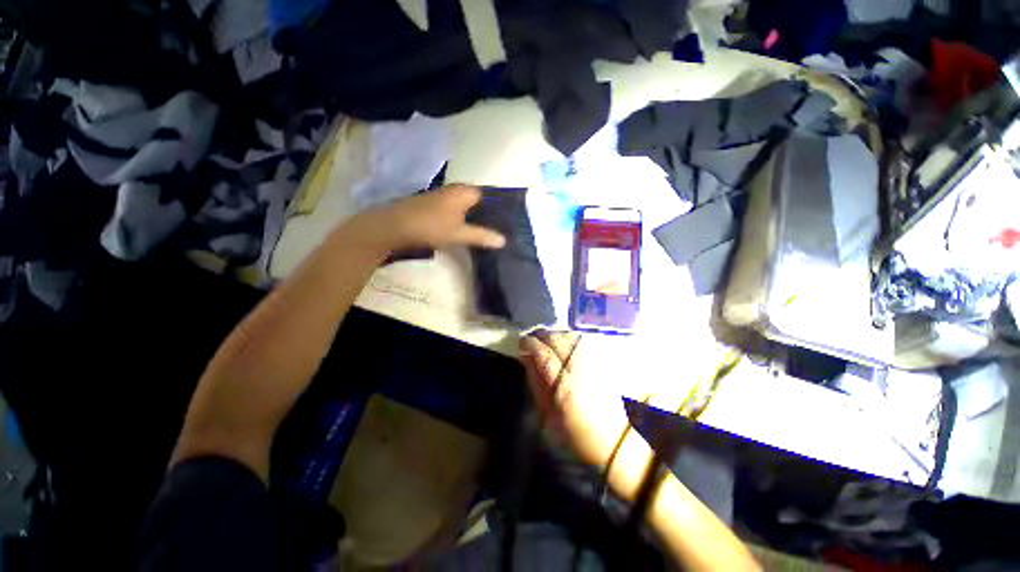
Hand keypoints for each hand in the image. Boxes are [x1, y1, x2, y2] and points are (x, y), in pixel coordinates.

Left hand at [346, 185, 504, 252]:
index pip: (489, 195)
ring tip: (487, 231)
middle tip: (499, 229)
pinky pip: (456, 210)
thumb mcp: (459, 233)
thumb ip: (482, 236)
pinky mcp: (434, 206)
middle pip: (477, 201)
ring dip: (474, 217)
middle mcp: (455, 190)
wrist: (394, 226)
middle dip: (487, 214)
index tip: (507, 222)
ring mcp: (443, 197)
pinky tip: (466, 230)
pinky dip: (463, 219)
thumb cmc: (431, 225)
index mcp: (465, 191)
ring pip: (466, 206)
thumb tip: (503, 240)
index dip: (498, 208)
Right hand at [520, 332, 632, 476]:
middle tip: (532, 338)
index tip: (521, 343)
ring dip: (555, 334)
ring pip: (571, 335)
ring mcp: (596, 361)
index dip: (529, 344)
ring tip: (547, 338)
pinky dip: (570, 336)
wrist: (621, 441)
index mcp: (565, 386)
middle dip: (541, 335)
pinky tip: (565, 340)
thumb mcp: (550, 416)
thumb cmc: (580, 435)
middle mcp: (581, 368)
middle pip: (557, 339)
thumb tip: (526, 359)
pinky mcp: (606, 359)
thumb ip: (536, 384)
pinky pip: (583, 339)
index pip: (543, 354)